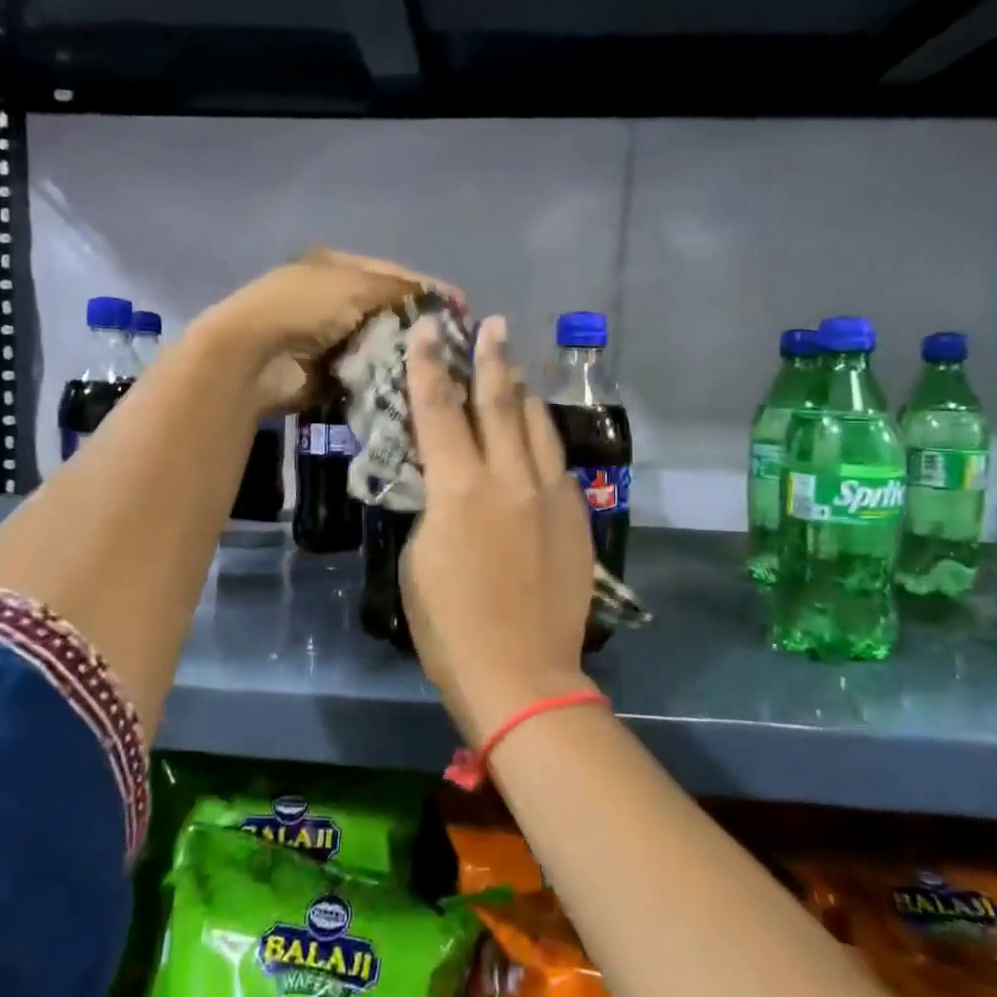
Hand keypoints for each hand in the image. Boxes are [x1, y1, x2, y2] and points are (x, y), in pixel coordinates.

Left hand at [196, 246, 456, 413]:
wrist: (253, 357)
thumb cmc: (303, 307)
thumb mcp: (355, 285)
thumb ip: (400, 290)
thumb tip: (441, 298)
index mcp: (337, 266)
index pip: (394, 274)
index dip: (429, 289)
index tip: (463, 308)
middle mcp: (335, 297)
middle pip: (389, 309)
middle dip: (420, 325)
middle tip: (457, 342)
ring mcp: (331, 336)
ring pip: (381, 343)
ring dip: (406, 353)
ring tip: (443, 366)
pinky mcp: (329, 371)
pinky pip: (368, 371)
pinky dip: (387, 376)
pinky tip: (415, 383)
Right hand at [399, 315, 596, 744]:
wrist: (522, 673)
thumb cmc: (450, 625)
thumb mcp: (420, 558)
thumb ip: (436, 507)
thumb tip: (450, 485)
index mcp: (460, 488)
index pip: (440, 410)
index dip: (430, 365)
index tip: (429, 328)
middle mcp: (510, 479)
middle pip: (500, 403)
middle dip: (492, 359)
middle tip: (492, 324)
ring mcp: (551, 495)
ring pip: (539, 427)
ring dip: (524, 393)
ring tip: (515, 369)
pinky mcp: (576, 517)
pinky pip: (558, 464)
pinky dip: (542, 442)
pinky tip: (537, 438)